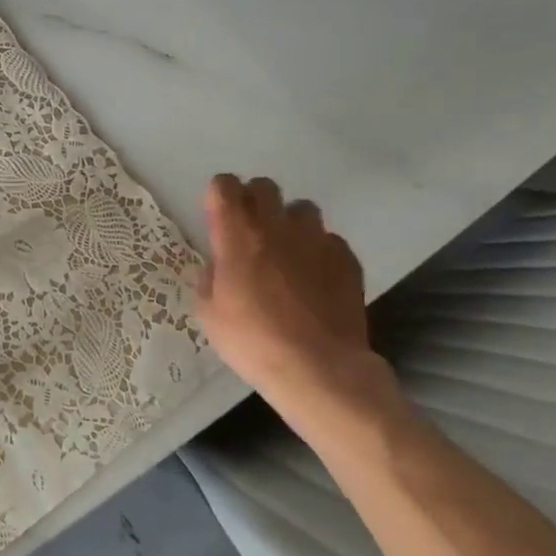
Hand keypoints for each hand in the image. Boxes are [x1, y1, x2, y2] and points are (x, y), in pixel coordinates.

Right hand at [193, 175, 399, 432]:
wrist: (318, 368)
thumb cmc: (252, 341)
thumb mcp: (209, 314)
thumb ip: (211, 278)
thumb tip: (220, 267)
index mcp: (238, 236)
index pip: (224, 186)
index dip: (218, 195)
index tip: (216, 215)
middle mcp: (277, 227)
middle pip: (264, 187)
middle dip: (253, 201)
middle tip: (249, 231)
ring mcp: (316, 240)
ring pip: (302, 208)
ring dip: (289, 223)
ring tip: (286, 252)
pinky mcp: (346, 259)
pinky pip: (328, 239)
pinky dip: (317, 251)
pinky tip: (314, 278)